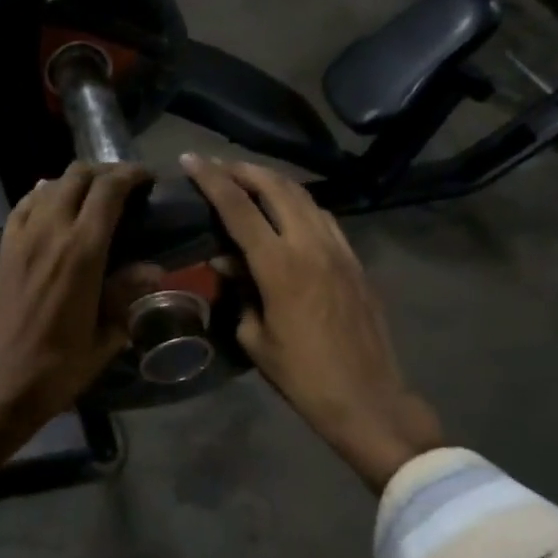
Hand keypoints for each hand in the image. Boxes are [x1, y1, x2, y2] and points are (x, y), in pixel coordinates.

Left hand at [0, 162, 149, 522]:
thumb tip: (153, 269)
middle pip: (78, 176)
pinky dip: (45, 195)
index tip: (148, 179)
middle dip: (106, 172)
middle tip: (125, 187)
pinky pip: (25, 204)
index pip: (108, 190)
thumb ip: (127, 294)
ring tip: (94, 196)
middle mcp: (49, 232)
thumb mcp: (105, 336)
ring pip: (50, 184)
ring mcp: (21, 237)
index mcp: (81, 251)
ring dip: (75, 181)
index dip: (131, 175)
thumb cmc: (59, 367)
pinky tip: (56, 206)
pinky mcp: (3, 247)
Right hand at [183, 154, 443, 490]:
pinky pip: (324, 217)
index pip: (238, 207)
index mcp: (279, 265)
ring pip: (304, 196)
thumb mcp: (255, 337)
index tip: (191, 159)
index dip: (212, 179)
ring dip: (273, 182)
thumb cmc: (302, 375)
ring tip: (249, 181)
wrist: (366, 398)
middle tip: (219, 166)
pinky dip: (299, 204)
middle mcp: (310, 244)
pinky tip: (287, 212)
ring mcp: (339, 249)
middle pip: (276, 187)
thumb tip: (225, 262)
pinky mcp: (355, 260)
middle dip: (244, 170)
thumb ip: (239, 291)